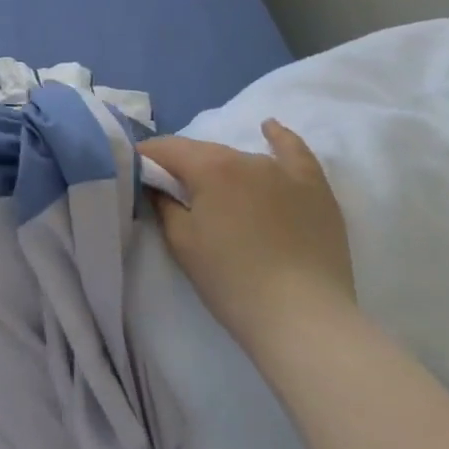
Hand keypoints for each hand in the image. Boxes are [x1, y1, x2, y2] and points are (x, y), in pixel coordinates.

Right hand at [139, 120, 355, 357]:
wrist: (304, 321)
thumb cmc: (231, 280)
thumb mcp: (180, 241)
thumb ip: (163, 202)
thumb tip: (156, 184)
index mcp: (209, 167)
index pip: (165, 149)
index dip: (144, 158)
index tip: (133, 172)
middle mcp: (245, 158)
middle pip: (202, 152)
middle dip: (182, 165)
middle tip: (171, 191)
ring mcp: (284, 172)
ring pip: (240, 159)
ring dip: (220, 169)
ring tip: (213, 191)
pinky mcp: (315, 191)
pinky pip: (294, 153)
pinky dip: (279, 138)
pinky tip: (269, 128)